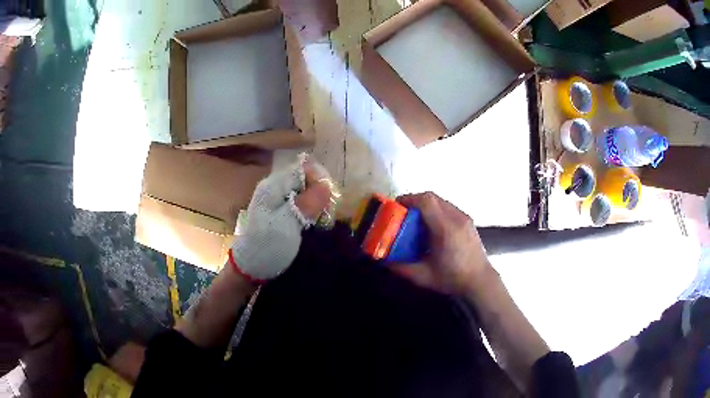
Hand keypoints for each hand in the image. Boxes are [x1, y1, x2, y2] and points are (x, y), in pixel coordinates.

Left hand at [230, 155, 331, 281]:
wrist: (251, 267)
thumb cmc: (268, 245)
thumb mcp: (288, 224)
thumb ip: (307, 203)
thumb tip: (327, 184)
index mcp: (273, 186)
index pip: (303, 169)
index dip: (319, 180)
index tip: (329, 199)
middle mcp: (274, 188)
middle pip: (304, 178)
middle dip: (320, 192)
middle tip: (327, 211)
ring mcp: (277, 200)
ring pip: (304, 191)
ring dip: (317, 202)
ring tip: (323, 219)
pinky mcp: (280, 212)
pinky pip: (300, 202)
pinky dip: (311, 210)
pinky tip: (315, 222)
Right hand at [391, 192, 490, 294]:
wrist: (481, 281)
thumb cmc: (453, 279)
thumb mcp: (424, 276)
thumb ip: (401, 268)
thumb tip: (383, 261)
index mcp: (446, 229)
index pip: (426, 201)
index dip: (408, 199)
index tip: (395, 206)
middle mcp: (457, 218)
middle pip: (432, 197)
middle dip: (414, 201)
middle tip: (402, 213)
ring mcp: (464, 218)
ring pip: (441, 201)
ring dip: (425, 205)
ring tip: (415, 220)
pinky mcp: (468, 221)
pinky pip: (448, 207)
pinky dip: (436, 210)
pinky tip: (431, 226)